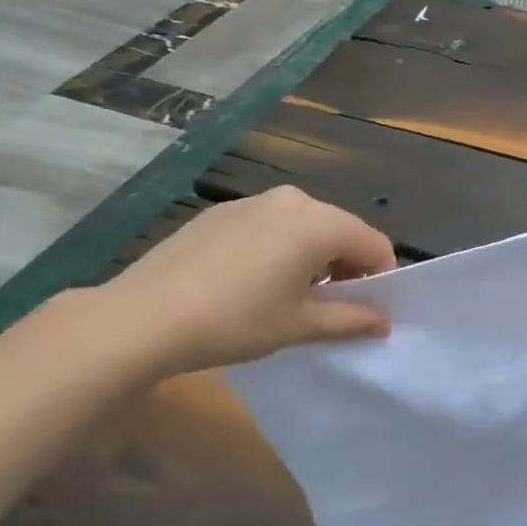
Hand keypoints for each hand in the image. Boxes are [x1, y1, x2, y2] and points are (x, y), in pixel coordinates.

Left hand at [94, 187, 394, 377]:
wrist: (142, 317)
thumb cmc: (235, 321)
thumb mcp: (299, 325)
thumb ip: (351, 319)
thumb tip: (384, 322)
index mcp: (320, 223)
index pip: (375, 245)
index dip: (381, 279)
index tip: (365, 311)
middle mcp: (294, 200)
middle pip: (342, 230)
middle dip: (347, 266)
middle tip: (328, 307)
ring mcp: (254, 201)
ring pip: (305, 225)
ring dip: (313, 256)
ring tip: (288, 295)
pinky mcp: (222, 211)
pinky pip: (271, 225)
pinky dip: (279, 247)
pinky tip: (250, 281)